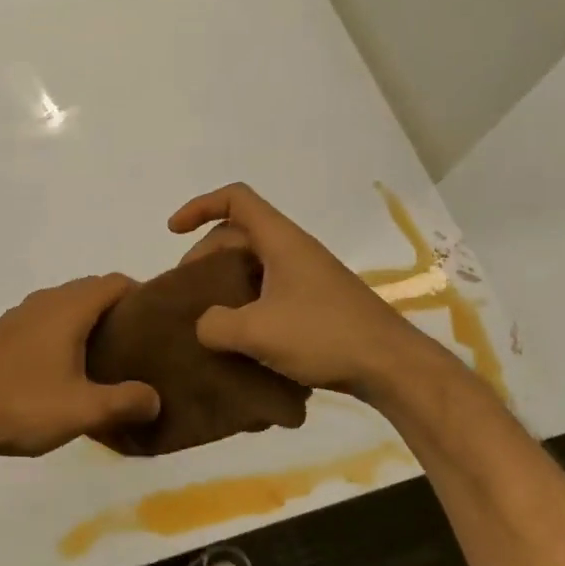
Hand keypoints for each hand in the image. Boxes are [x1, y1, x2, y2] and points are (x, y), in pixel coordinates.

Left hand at [0, 275, 161, 459]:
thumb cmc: (24, 405)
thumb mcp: (83, 410)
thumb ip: (125, 401)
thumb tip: (155, 399)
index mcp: (68, 308)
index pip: (114, 282)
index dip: (141, 295)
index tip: (157, 322)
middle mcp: (44, 301)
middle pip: (91, 289)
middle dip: (117, 309)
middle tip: (138, 343)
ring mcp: (19, 315)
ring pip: (65, 303)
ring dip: (88, 319)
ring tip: (106, 356)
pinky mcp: (3, 333)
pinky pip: (45, 318)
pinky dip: (64, 329)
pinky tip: (65, 366)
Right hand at [168, 183, 448, 400]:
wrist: (392, 366)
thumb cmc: (324, 335)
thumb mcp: (257, 332)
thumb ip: (216, 325)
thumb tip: (204, 325)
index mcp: (280, 241)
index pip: (236, 199)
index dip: (199, 206)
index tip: (173, 231)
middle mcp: (294, 250)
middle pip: (239, 234)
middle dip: (205, 255)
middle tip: (186, 291)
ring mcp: (307, 277)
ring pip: (254, 265)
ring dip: (225, 283)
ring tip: (206, 317)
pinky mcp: (316, 304)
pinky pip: (269, 290)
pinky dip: (246, 303)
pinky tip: (239, 337)